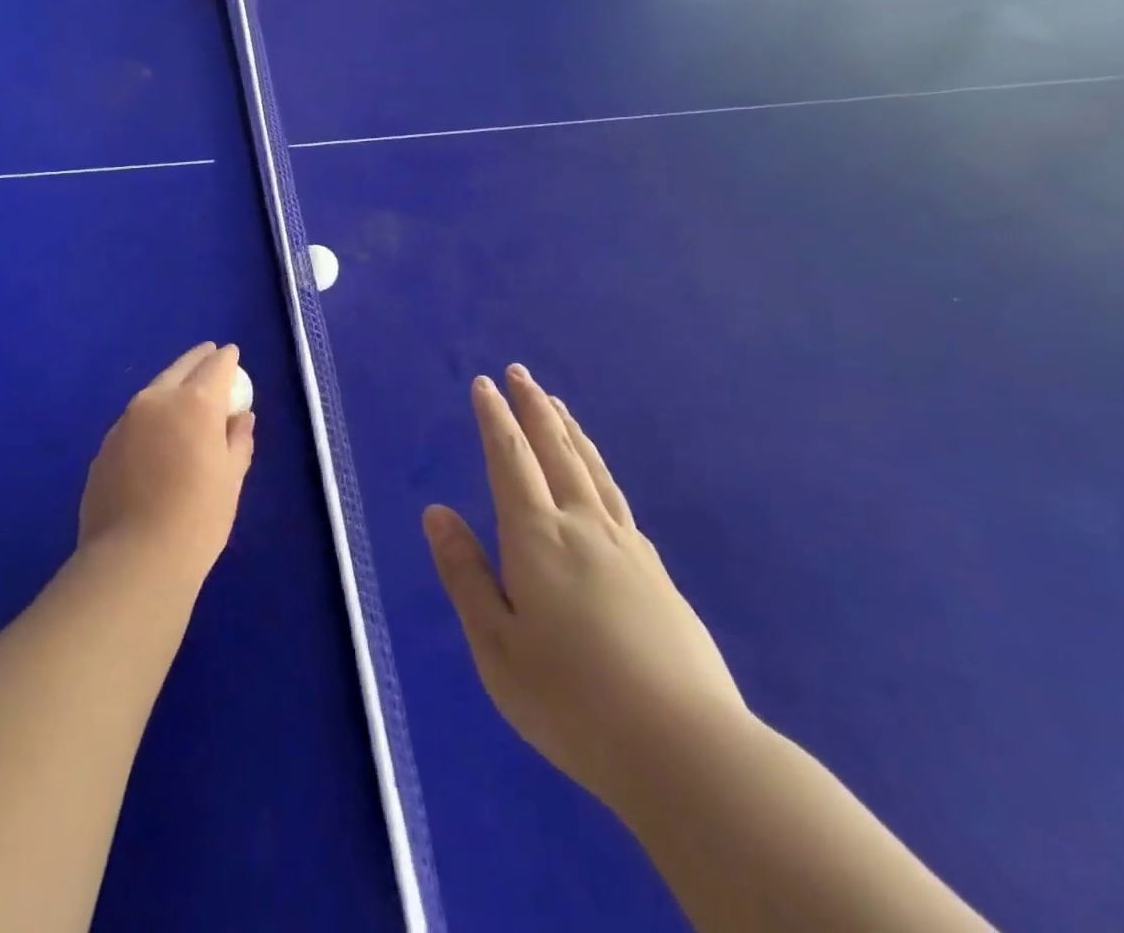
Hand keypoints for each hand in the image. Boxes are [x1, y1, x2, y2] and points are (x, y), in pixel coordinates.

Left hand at [79, 343, 255, 587]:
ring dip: (170, 387)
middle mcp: (156, 401)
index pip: (216, 366)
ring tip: (182, 395)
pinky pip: (134, 421)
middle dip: (197, 359)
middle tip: (208, 354)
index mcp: (194, 403)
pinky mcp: (104, 447)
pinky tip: (156, 437)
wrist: (133, 560)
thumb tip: (241, 418)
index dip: (227, 359)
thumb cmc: (198, 518)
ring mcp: (124, 422)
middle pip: (180, 368)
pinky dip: (150, 418)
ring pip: (153, 392)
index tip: (232, 354)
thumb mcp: (231, 479)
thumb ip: (238, 440)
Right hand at [423, 365, 745, 811]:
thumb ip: (465, 574)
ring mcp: (627, 546)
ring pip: (592, 470)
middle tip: (521, 373)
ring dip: (570, 431)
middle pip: (556, 451)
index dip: (496, 419)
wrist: (687, 751)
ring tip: (557, 405)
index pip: (510, 461)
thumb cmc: (572, 702)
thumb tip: (436, 512)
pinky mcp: (656, 572)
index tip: (485, 384)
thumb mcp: (497, 646)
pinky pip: (617, 498)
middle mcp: (583, 527)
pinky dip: (599, 470)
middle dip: (534, 408)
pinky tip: (598, 477)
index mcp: (538, 539)